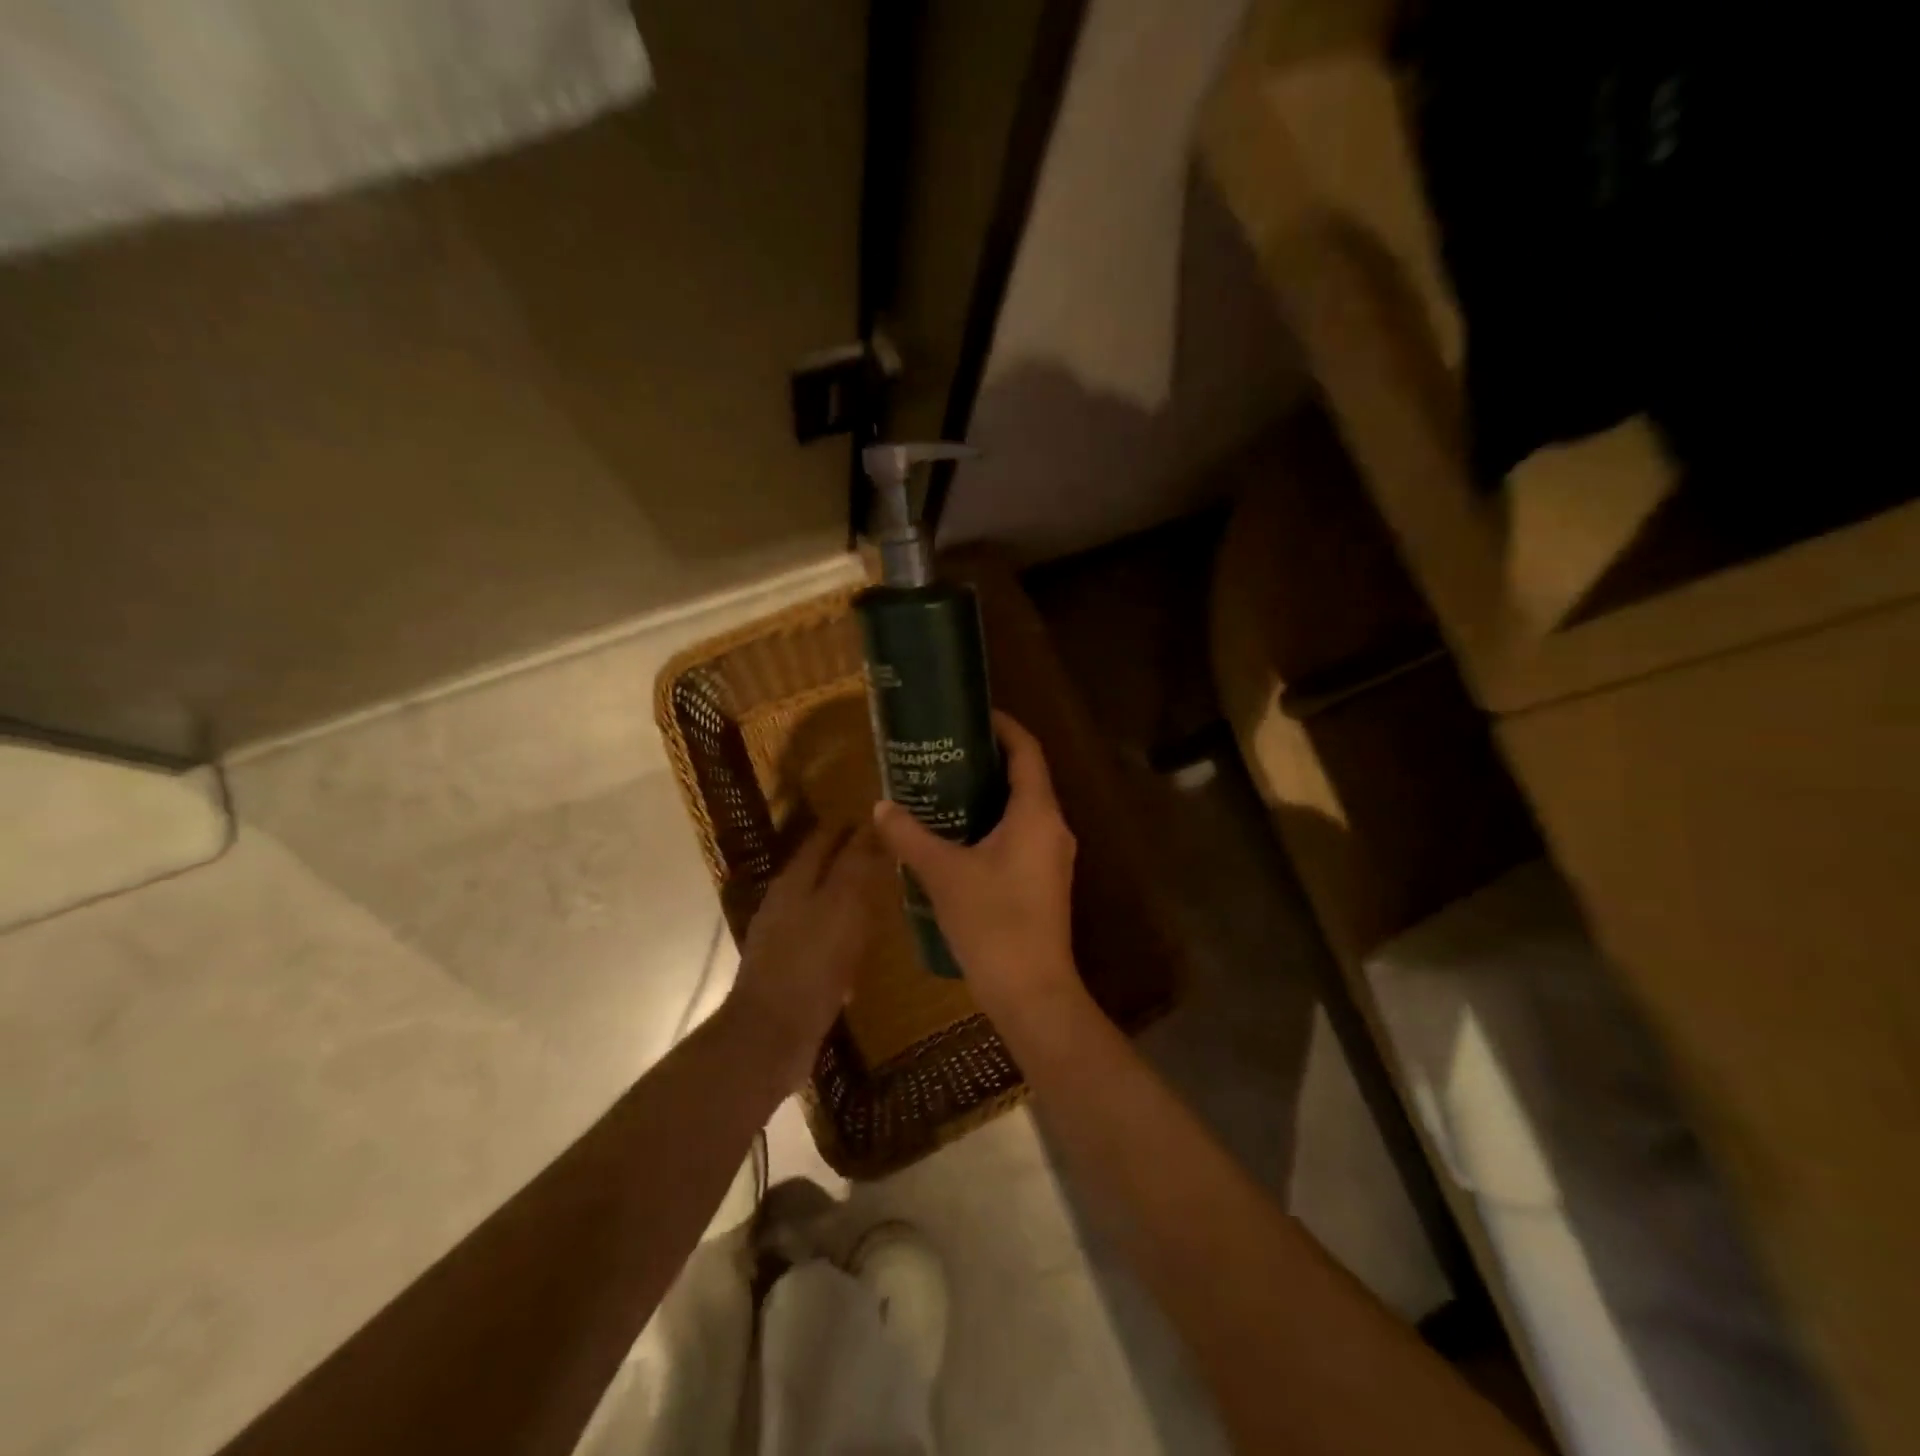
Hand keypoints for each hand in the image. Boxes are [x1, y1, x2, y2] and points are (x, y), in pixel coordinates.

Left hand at [726, 823, 882, 1089]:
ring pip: (822, 903)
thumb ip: (857, 865)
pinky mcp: (790, 969)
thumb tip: (872, 824)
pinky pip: (822, 939)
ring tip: (883, 897)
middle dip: (851, 859)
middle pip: (820, 869)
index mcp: (795, 880)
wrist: (771, 1034)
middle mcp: (785, 902)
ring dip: (848, 896)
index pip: (825, 838)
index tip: (883, 819)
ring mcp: (784, 937)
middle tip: (890, 856)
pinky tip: (863, 946)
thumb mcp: (843, 906)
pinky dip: (843, 932)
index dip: (851, 827)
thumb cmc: (811, 962)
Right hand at [872, 711, 1083, 1029]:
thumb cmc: (992, 922)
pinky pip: (1021, 836)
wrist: (1031, 992)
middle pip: (1026, 777)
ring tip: (944, 787)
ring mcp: (1053, 856)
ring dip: (988, 794)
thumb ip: (910, 835)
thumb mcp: (943, 873)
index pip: (1027, 751)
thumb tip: (881, 806)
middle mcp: (1053, 827)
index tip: (972, 713)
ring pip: (1023, 809)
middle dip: (988, 760)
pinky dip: (993, 824)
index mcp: (1037, 813)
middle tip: (944, 751)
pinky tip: (958, 835)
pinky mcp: (1045, 881)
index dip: (1004, 726)